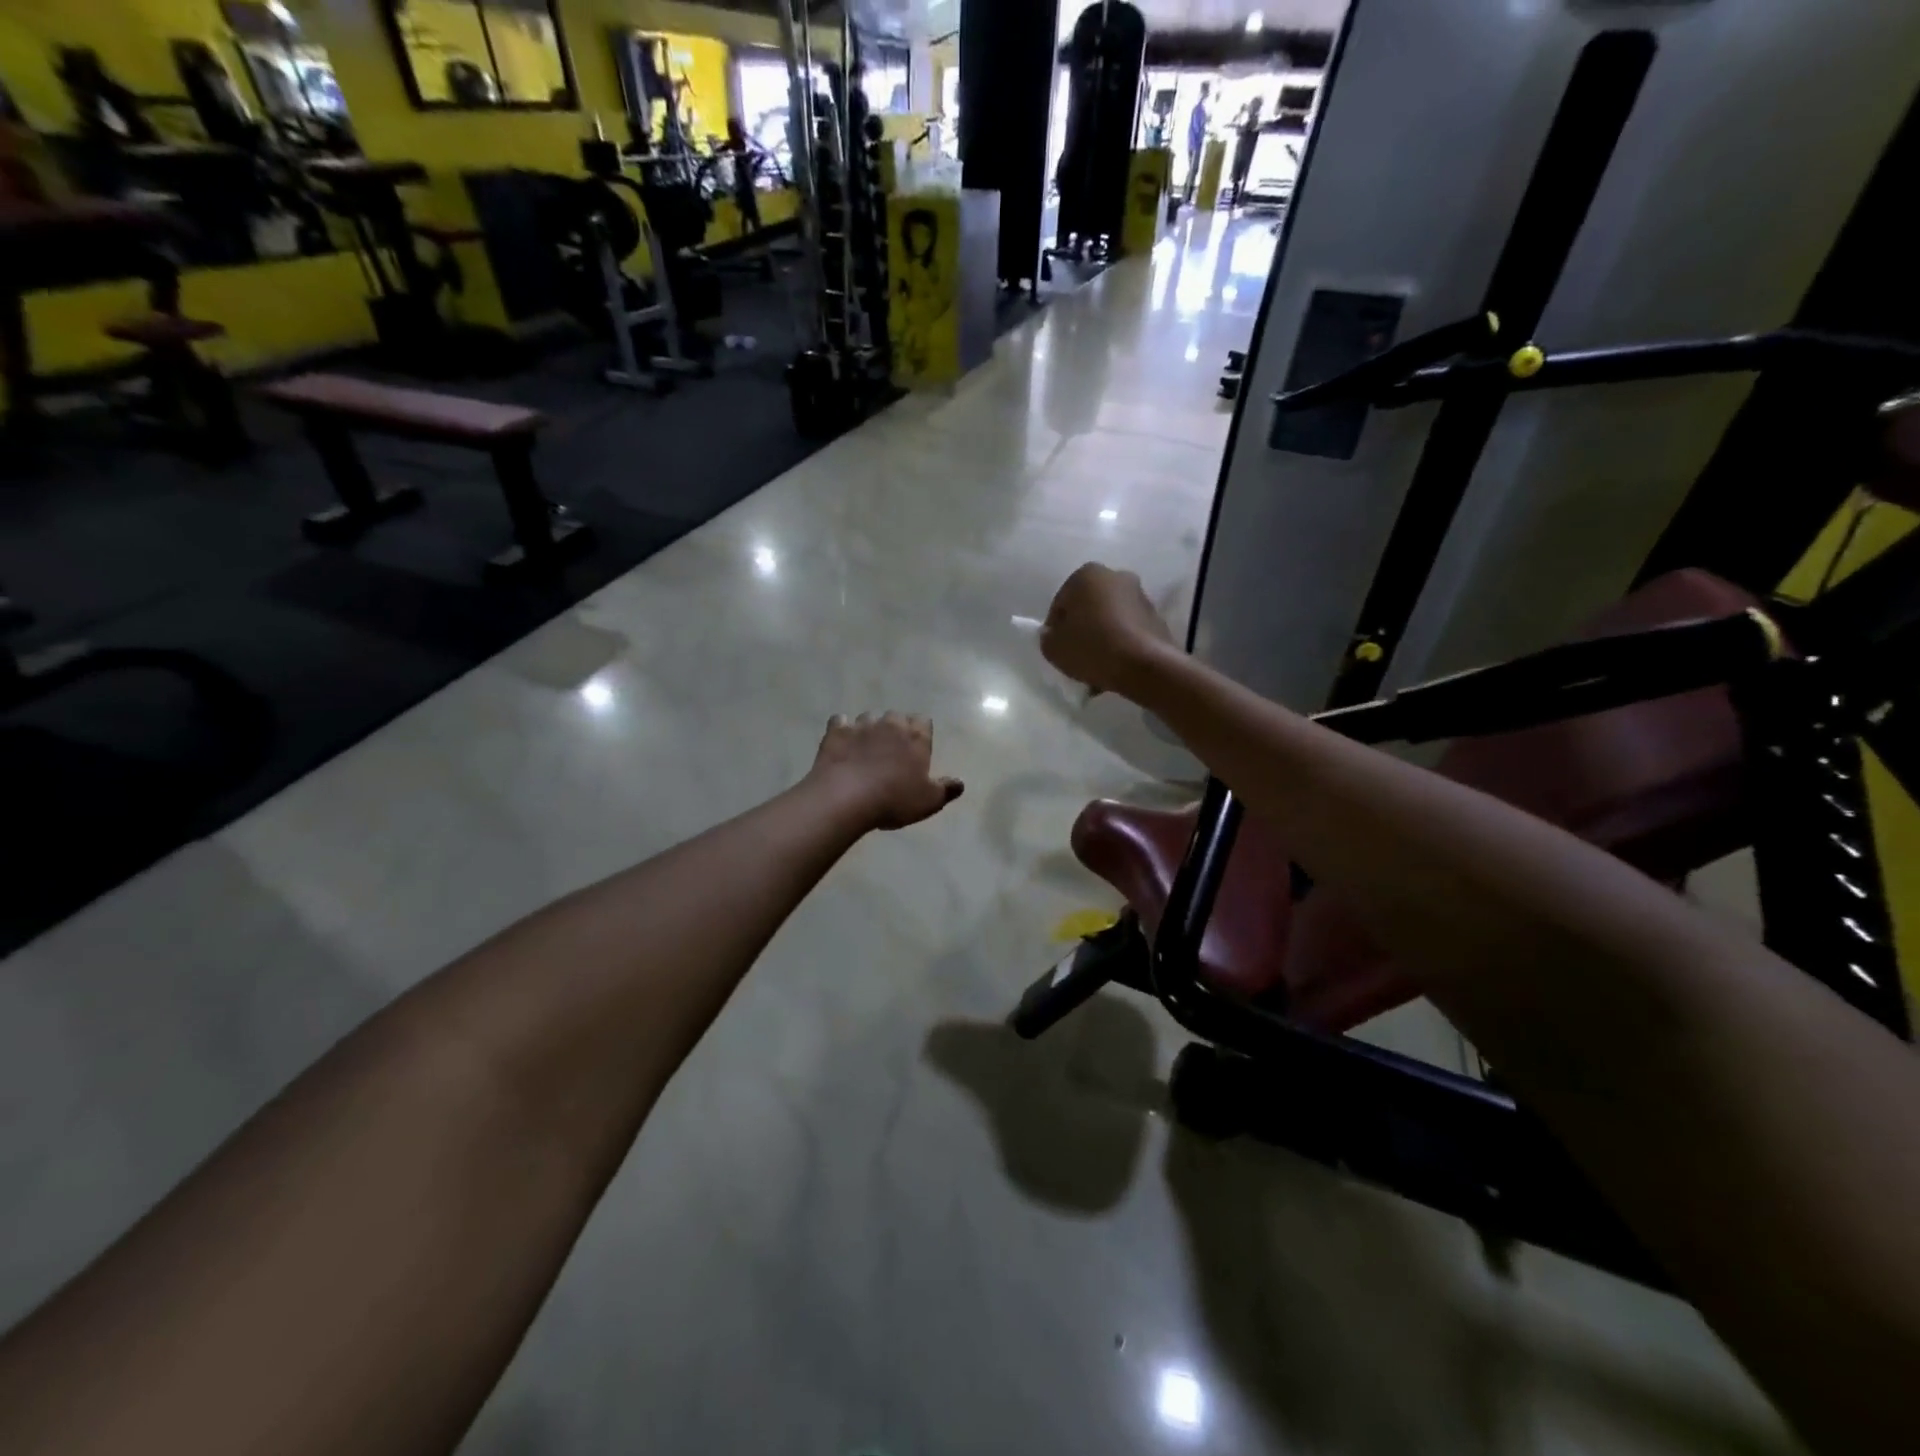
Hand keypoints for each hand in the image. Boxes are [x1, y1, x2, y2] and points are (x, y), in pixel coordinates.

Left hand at [809, 712, 964, 830]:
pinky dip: (842, 730)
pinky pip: (840, 722)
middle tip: (891, 751)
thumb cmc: (894, 799)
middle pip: (896, 717)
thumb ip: (946, 789)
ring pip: (868, 718)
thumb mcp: (928, 801)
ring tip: (864, 750)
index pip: (924, 721)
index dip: (920, 733)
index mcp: (916, 738)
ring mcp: (861, 726)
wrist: (846, 798)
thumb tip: (960, 783)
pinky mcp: (835, 732)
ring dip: (869, 730)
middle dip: (895, 729)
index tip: (917, 748)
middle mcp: (890, 725)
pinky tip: (841, 745)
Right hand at [1040, 563, 1176, 695]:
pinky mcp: (1157, 616)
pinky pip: (1129, 630)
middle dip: (1082, 628)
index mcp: (1087, 574)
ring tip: (1097, 664)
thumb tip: (1054, 635)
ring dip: (1103, 635)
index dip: (1056, 628)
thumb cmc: (1092, 648)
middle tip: (1077, 655)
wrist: (1143, 665)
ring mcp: (1140, 595)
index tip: (1058, 648)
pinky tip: (1115, 664)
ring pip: (1110, 618)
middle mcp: (1116, 575)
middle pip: (1088, 607)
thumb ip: (1047, 637)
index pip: (1061, 603)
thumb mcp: (1053, 647)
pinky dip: (1121, 642)